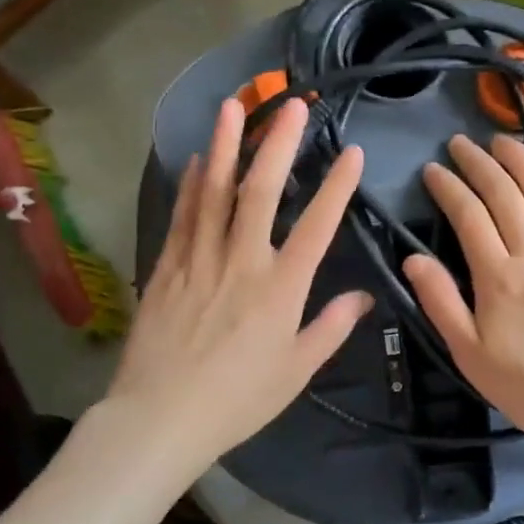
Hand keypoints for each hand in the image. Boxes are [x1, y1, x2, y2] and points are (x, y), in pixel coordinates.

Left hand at [106, 95, 372, 474]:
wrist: (160, 418)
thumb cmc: (238, 400)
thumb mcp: (296, 371)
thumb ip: (331, 327)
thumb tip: (363, 296)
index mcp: (281, 288)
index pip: (317, 226)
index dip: (337, 186)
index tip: (351, 151)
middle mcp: (241, 261)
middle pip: (261, 191)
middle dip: (278, 144)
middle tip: (290, 105)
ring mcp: (199, 260)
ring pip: (213, 192)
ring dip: (224, 146)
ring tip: (233, 107)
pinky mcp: (166, 267)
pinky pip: (180, 216)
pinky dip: (188, 185)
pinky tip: (192, 160)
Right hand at [405, 135, 523, 445]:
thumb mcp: (470, 353)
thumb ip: (441, 302)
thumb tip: (412, 259)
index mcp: (498, 275)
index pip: (468, 215)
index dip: (448, 187)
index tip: (432, 170)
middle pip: (504, 194)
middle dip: (479, 162)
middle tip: (460, 143)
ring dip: (522, 161)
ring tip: (503, 140)